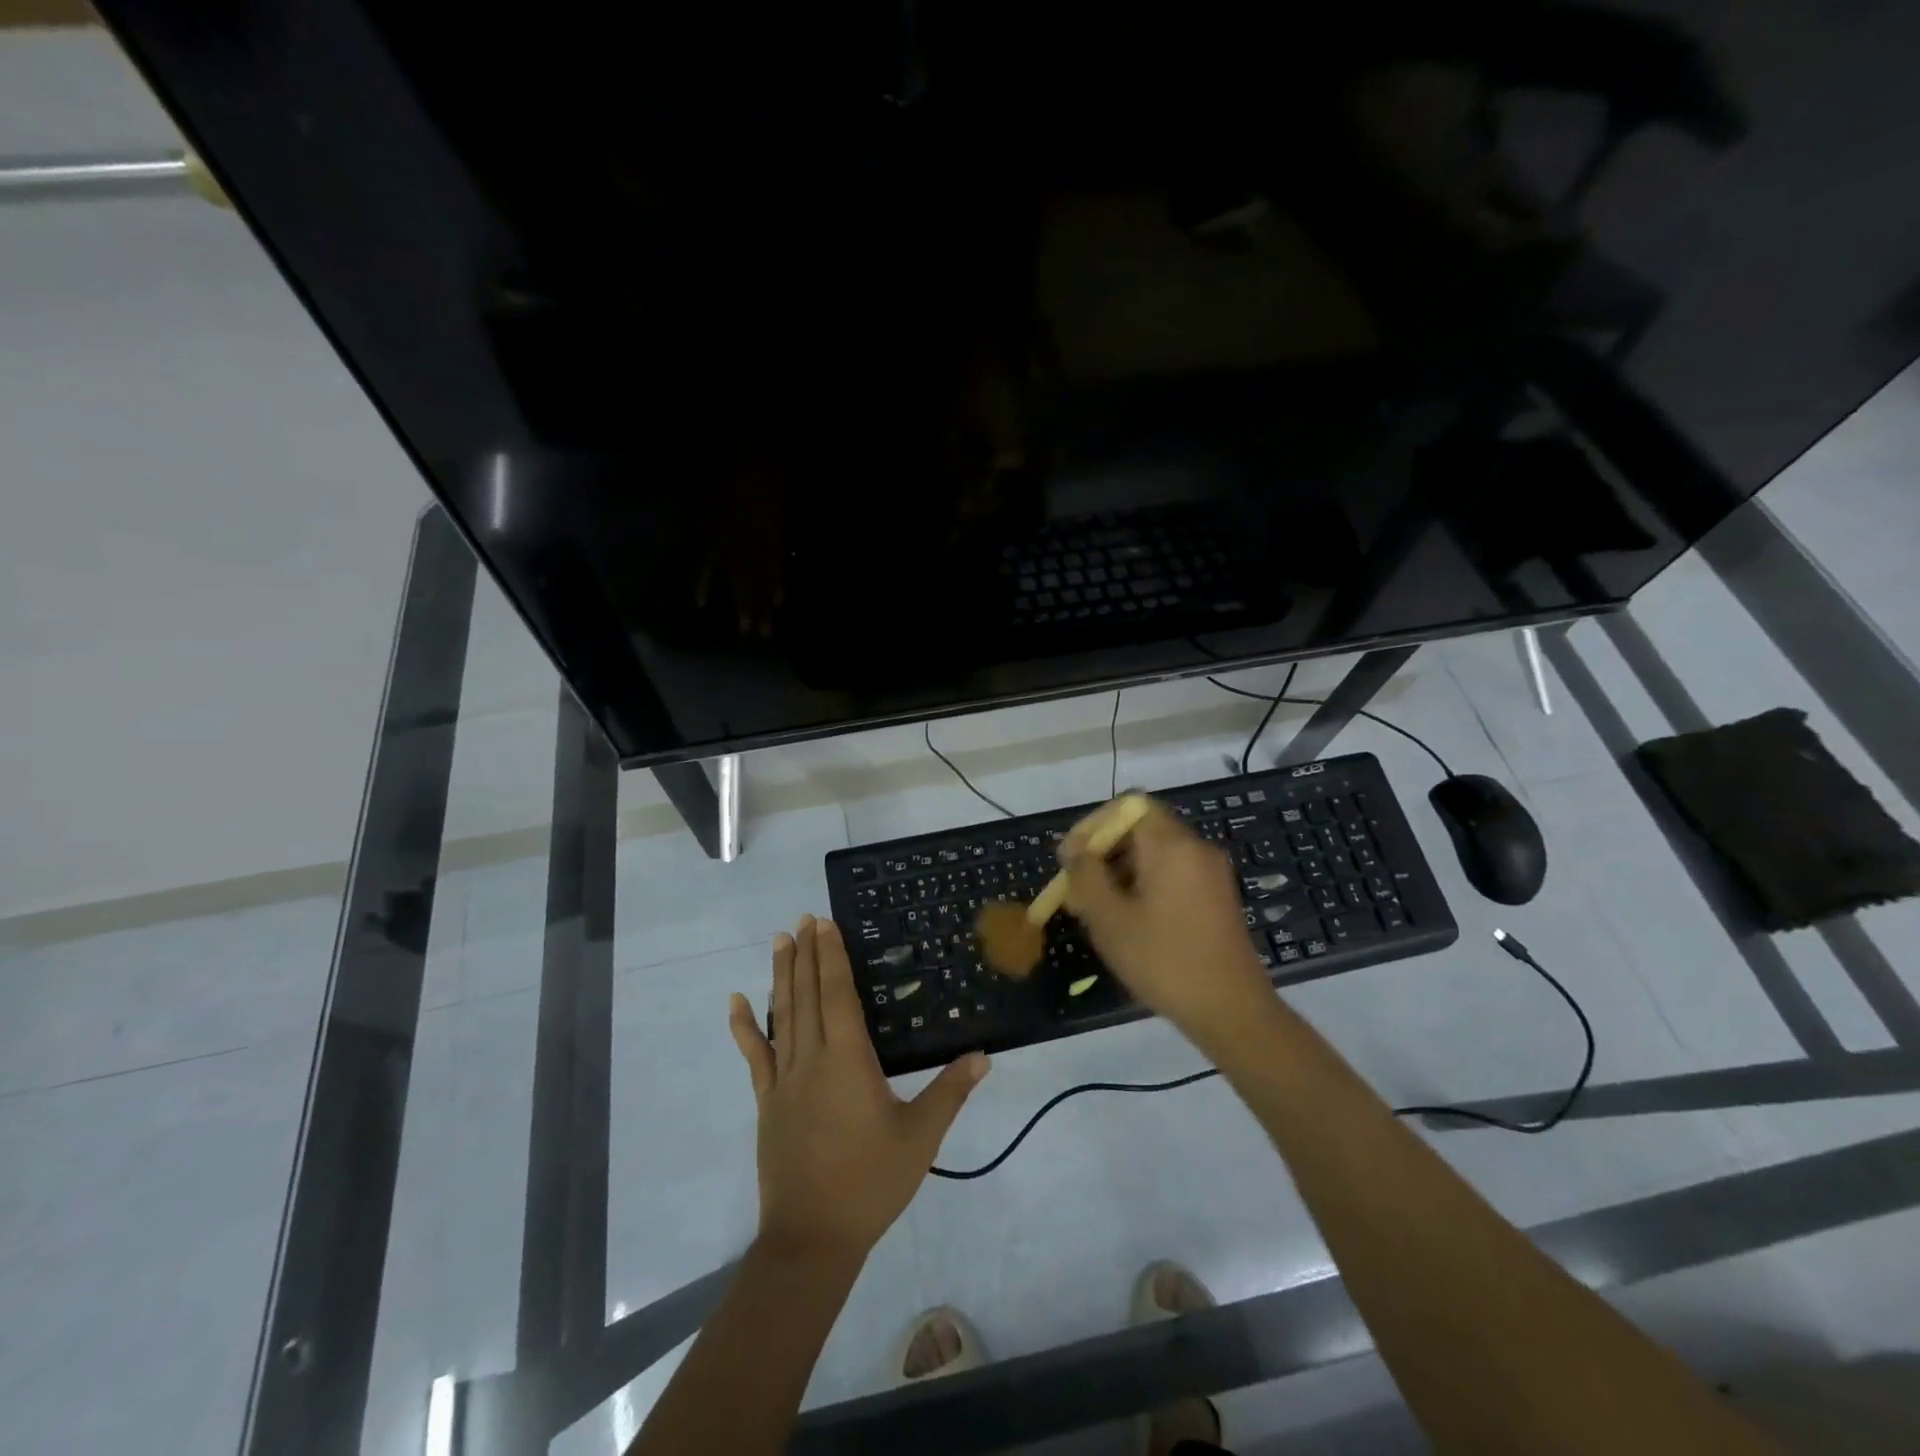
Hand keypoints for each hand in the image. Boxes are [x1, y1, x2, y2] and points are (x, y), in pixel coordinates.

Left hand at [728, 916, 989, 1265]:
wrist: (811, 1238)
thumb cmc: (870, 1183)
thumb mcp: (921, 1138)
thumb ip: (950, 1092)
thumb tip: (983, 1055)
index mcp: (848, 1060)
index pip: (838, 994)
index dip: (831, 956)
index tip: (824, 924)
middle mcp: (812, 1058)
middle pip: (808, 995)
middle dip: (806, 954)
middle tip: (802, 919)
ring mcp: (784, 1079)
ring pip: (782, 1015)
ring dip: (781, 976)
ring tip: (779, 941)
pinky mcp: (767, 1101)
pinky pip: (754, 1056)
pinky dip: (744, 1028)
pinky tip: (734, 1003)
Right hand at [1059, 800, 1273, 1041]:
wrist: (1231, 1010)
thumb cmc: (1164, 960)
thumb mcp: (1110, 919)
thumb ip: (1086, 875)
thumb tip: (1075, 850)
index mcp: (1172, 845)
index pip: (1128, 805)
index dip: (1094, 824)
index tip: (1071, 857)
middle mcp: (1196, 848)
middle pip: (1141, 827)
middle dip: (1104, 850)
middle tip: (1077, 886)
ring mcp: (1211, 873)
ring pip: (1156, 852)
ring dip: (1121, 869)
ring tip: (1096, 908)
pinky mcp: (1217, 896)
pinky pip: (1174, 872)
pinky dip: (1145, 883)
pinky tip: (1129, 919)